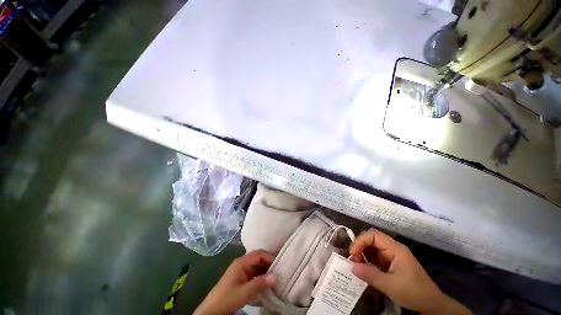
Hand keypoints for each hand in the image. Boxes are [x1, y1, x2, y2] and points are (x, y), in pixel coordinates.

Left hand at [194, 250, 276, 314]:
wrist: (215, 307)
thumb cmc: (229, 297)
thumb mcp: (247, 291)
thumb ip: (261, 282)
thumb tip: (276, 276)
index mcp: (240, 263)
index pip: (258, 254)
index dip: (270, 257)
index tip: (282, 265)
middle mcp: (241, 265)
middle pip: (259, 260)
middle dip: (271, 265)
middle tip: (284, 273)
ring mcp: (241, 272)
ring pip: (258, 268)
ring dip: (268, 273)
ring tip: (280, 279)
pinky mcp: (242, 280)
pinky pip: (255, 275)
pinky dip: (263, 278)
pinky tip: (270, 285)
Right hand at [349, 229, 471, 314]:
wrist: (426, 300)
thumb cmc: (411, 290)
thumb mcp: (389, 285)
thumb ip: (370, 275)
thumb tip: (351, 266)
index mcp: (396, 250)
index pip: (375, 236)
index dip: (361, 241)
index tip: (351, 256)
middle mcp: (395, 251)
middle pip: (374, 242)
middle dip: (360, 250)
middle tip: (350, 265)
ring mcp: (394, 260)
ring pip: (375, 253)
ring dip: (363, 258)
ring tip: (353, 270)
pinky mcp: (393, 269)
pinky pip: (378, 263)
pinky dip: (368, 266)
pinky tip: (362, 274)